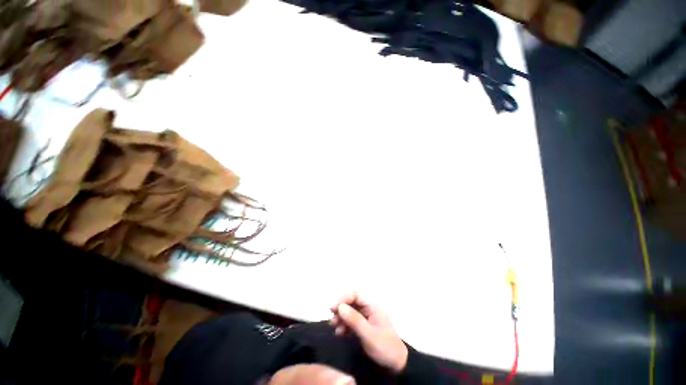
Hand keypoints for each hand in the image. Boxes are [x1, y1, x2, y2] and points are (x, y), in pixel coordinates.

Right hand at [330, 293, 407, 372]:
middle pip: (352, 302)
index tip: (333, 308)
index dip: (343, 298)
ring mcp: (367, 316)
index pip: (356, 294)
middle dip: (341, 309)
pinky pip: (353, 320)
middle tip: (332, 320)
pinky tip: (340, 333)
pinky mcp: (365, 325)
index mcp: (373, 305)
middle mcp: (370, 308)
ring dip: (342, 318)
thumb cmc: (384, 346)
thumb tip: (340, 307)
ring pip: (351, 311)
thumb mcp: (368, 334)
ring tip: (334, 327)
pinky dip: (345, 325)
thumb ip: (354, 320)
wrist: (396, 363)